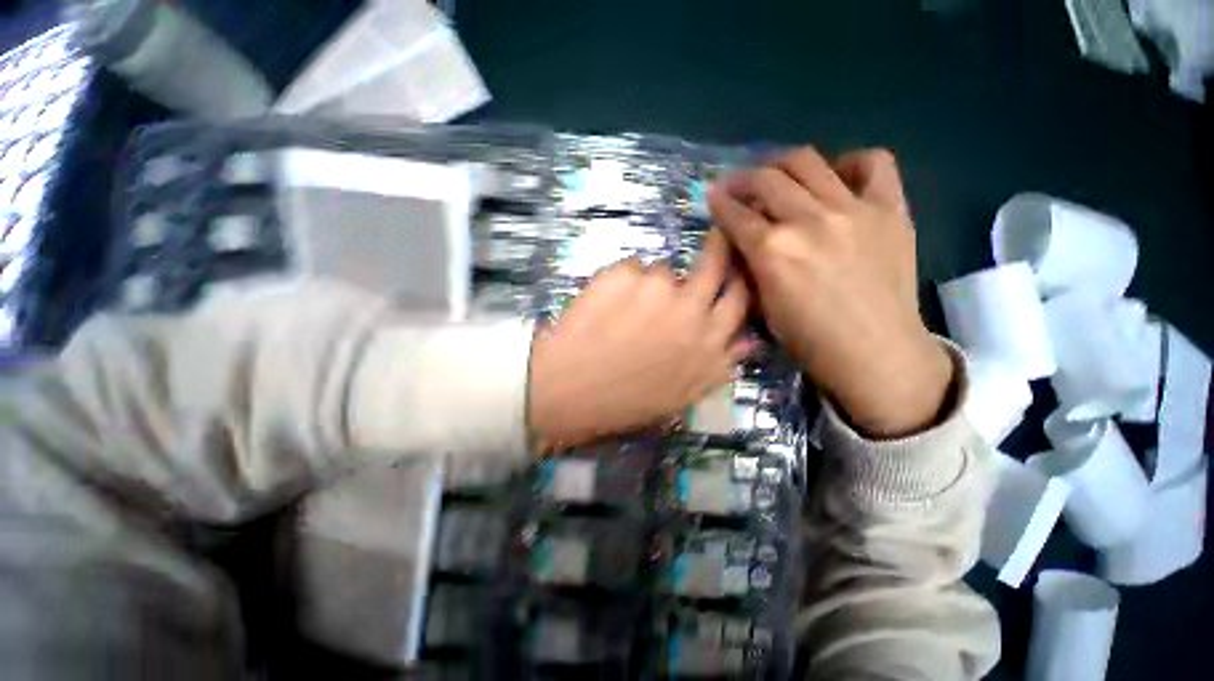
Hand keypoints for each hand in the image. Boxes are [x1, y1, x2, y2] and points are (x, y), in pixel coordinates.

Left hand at [528, 231, 754, 449]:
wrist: (569, 389)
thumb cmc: (625, 401)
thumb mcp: (682, 396)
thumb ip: (719, 366)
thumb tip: (749, 341)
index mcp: (707, 342)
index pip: (739, 297)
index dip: (740, 277)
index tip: (737, 264)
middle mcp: (689, 308)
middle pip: (713, 264)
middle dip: (717, 247)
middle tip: (714, 236)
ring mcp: (655, 288)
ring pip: (662, 270)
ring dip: (650, 284)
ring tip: (624, 310)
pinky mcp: (623, 274)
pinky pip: (630, 268)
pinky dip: (621, 282)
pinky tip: (604, 306)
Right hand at [708, 147, 951, 437]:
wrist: (874, 351)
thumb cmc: (809, 339)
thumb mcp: (762, 305)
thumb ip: (750, 265)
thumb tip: (742, 238)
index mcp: (773, 251)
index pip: (735, 214)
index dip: (719, 203)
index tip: (713, 198)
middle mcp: (808, 221)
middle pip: (765, 179)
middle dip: (742, 179)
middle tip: (736, 186)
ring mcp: (853, 209)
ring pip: (807, 162)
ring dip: (781, 165)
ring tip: (776, 175)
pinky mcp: (890, 209)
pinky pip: (873, 163)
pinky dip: (849, 162)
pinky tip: (837, 177)